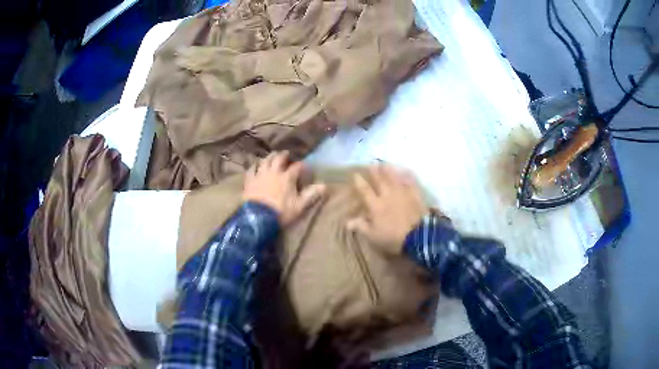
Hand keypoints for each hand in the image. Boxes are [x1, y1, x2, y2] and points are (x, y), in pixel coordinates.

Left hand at [244, 151, 325, 225]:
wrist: (257, 218)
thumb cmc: (281, 212)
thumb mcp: (299, 206)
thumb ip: (311, 195)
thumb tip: (324, 186)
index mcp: (287, 177)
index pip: (297, 167)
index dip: (303, 166)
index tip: (306, 168)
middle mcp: (274, 172)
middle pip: (279, 158)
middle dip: (284, 155)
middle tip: (287, 154)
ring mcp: (260, 175)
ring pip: (265, 160)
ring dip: (270, 157)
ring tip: (273, 155)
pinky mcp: (250, 180)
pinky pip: (251, 169)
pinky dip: (255, 165)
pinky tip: (256, 165)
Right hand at [347, 165, 426, 254]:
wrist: (418, 236)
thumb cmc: (393, 237)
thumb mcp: (373, 236)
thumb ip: (361, 226)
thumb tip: (347, 222)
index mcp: (376, 205)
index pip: (365, 190)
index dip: (359, 182)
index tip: (355, 174)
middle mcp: (388, 195)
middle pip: (380, 180)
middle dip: (374, 171)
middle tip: (371, 163)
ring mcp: (402, 193)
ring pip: (394, 178)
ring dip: (389, 170)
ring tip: (385, 163)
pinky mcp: (415, 194)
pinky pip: (410, 181)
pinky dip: (407, 175)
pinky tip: (406, 171)